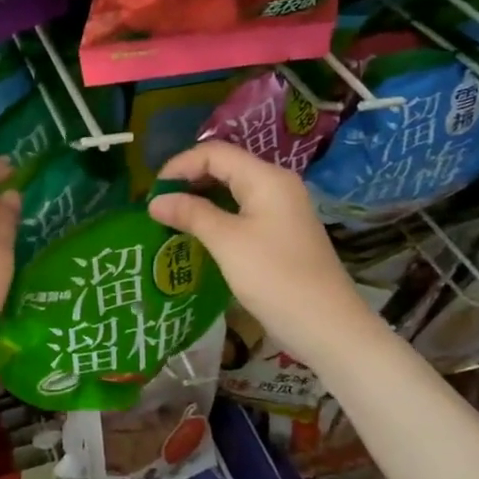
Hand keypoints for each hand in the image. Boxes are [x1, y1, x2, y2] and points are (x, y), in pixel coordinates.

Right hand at [148, 140, 363, 349]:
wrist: (325, 324)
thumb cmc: (274, 277)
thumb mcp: (227, 242)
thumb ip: (191, 214)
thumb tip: (155, 201)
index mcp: (266, 178)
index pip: (215, 153)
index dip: (180, 165)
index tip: (153, 192)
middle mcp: (276, 185)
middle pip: (224, 167)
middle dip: (188, 180)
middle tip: (158, 205)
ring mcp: (280, 209)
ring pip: (232, 190)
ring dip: (200, 199)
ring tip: (171, 218)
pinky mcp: (280, 232)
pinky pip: (241, 211)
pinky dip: (216, 215)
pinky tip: (197, 233)